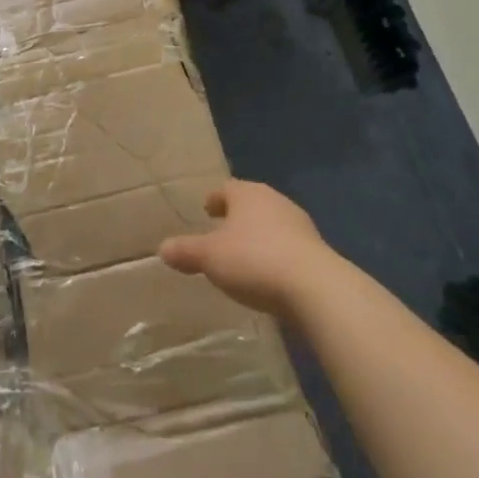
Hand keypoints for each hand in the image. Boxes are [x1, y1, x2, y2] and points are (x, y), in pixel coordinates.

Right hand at [158, 179, 334, 318]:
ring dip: (258, 236)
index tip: (207, 209)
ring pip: (271, 224)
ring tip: (245, 255)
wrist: (315, 288)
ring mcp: (299, 225)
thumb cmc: (254, 260)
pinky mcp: (316, 252)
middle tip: (222, 231)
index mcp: (247, 194)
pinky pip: (288, 247)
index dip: (215, 199)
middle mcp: (274, 201)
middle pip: (251, 204)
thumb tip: (162, 248)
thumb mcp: (210, 257)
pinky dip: (276, 254)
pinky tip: (269, 274)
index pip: (226, 189)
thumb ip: (186, 251)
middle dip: (237, 216)